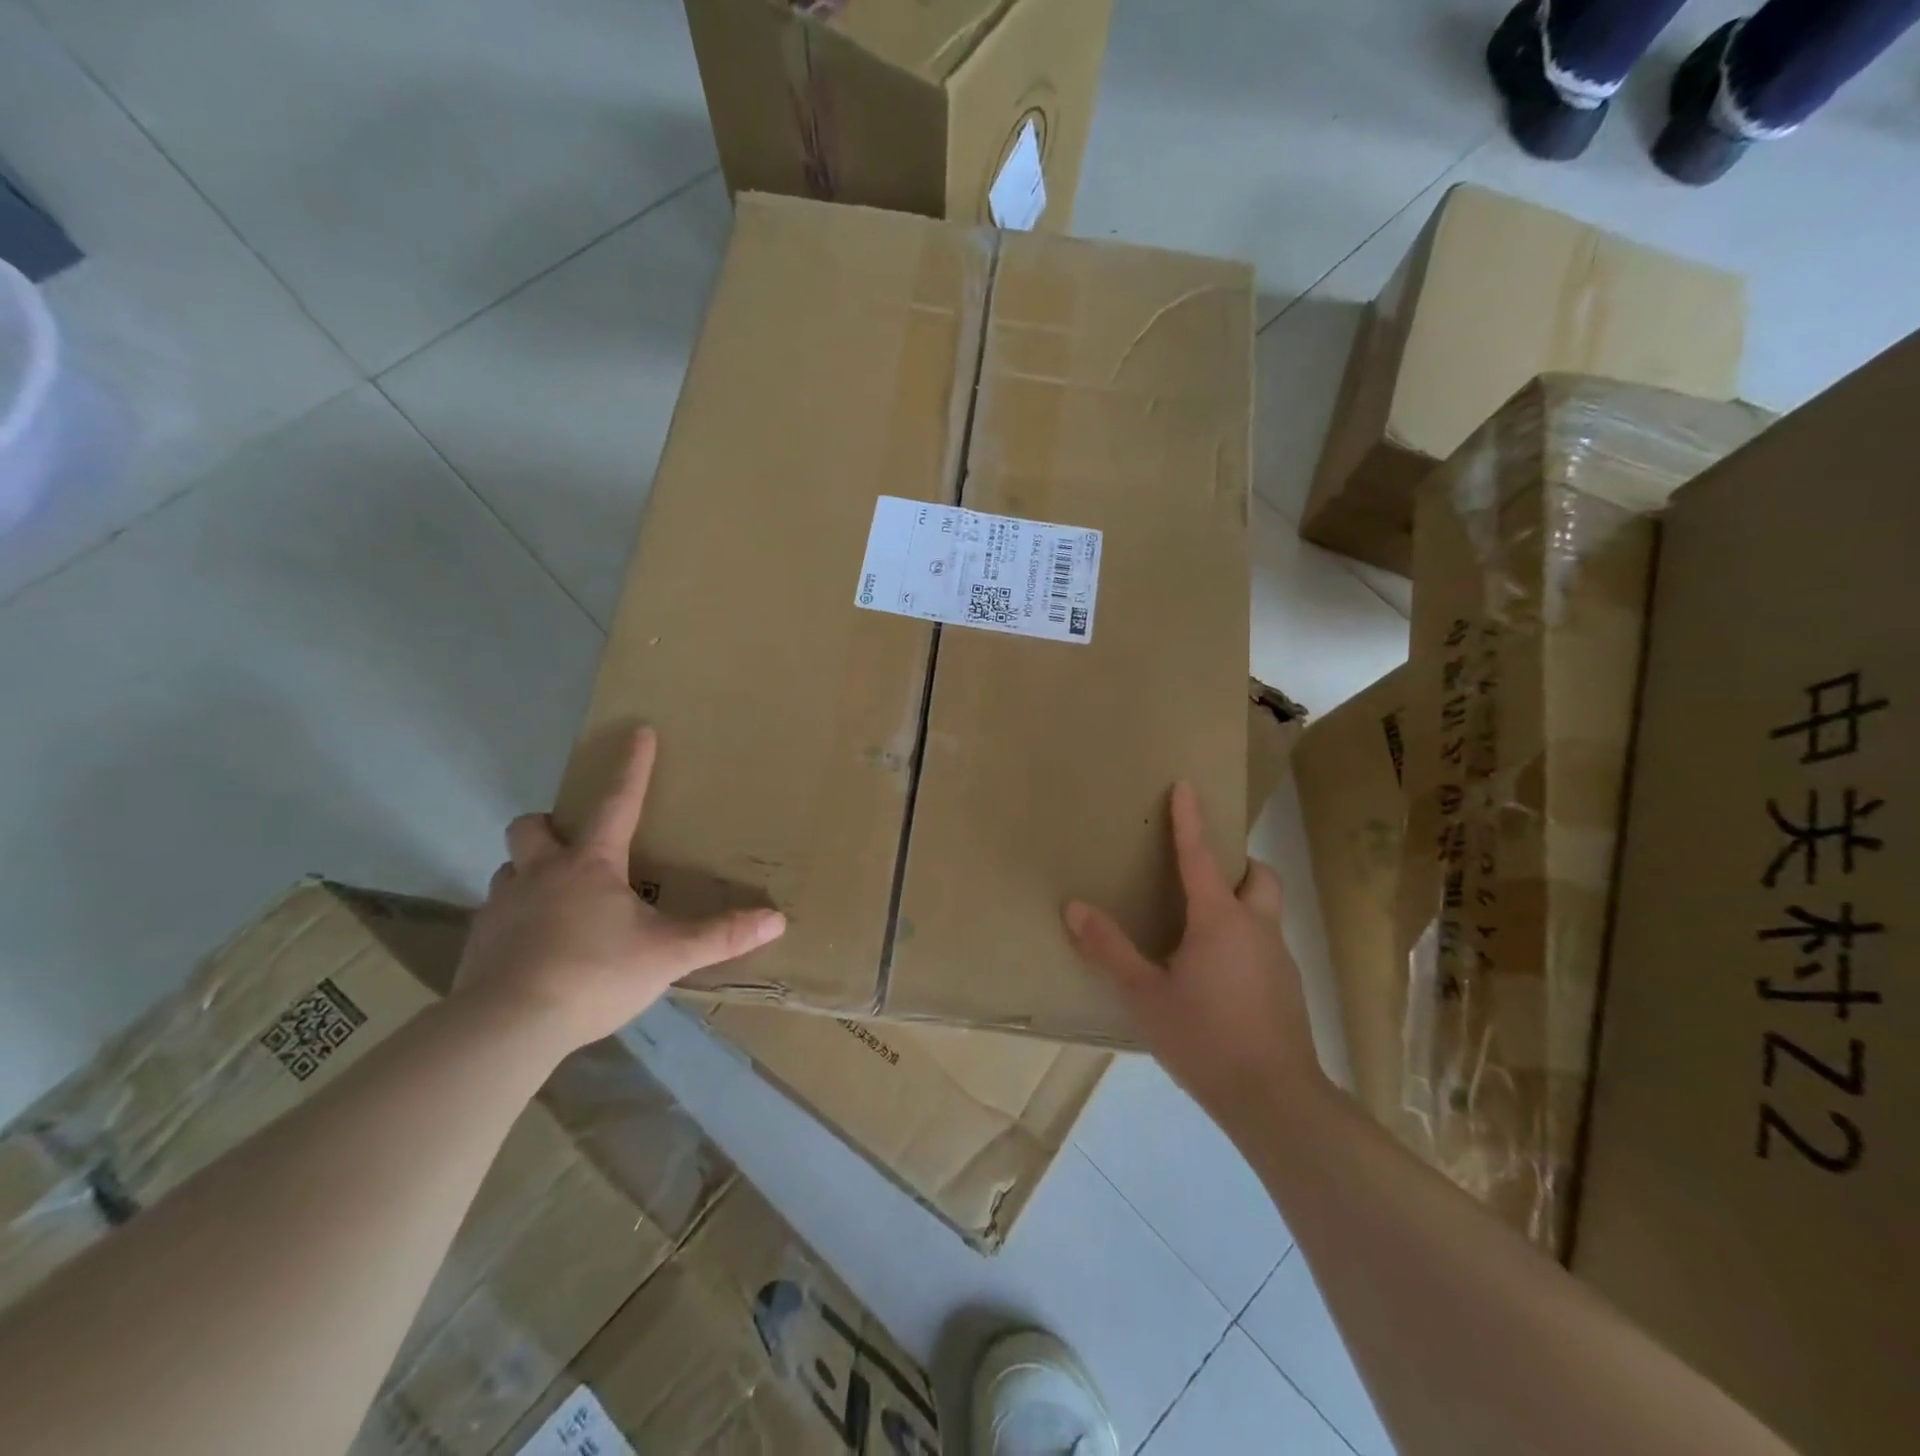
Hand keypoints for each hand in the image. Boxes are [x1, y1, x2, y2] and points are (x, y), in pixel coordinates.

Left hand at [454, 727, 785, 1054]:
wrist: (506, 1027)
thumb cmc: (594, 974)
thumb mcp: (668, 955)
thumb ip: (721, 936)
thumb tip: (776, 919)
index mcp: (590, 865)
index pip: (617, 802)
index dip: (632, 766)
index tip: (637, 731)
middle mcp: (541, 874)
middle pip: (532, 826)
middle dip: (550, 824)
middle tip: (573, 844)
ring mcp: (502, 908)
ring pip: (510, 870)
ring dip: (530, 873)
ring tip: (556, 900)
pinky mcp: (479, 944)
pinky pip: (496, 915)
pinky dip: (516, 919)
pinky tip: (534, 948)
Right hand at [1064, 782, 1323, 1136]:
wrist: (1275, 1100)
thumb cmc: (1204, 1038)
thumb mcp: (1144, 995)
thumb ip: (1109, 950)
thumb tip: (1074, 907)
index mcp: (1219, 920)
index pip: (1201, 855)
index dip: (1190, 819)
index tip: (1186, 785)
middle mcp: (1256, 928)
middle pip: (1258, 875)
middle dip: (1237, 862)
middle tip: (1205, 872)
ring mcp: (1279, 959)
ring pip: (1267, 910)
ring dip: (1243, 901)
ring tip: (1204, 926)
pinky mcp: (1288, 989)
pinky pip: (1267, 944)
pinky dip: (1246, 939)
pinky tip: (1220, 975)